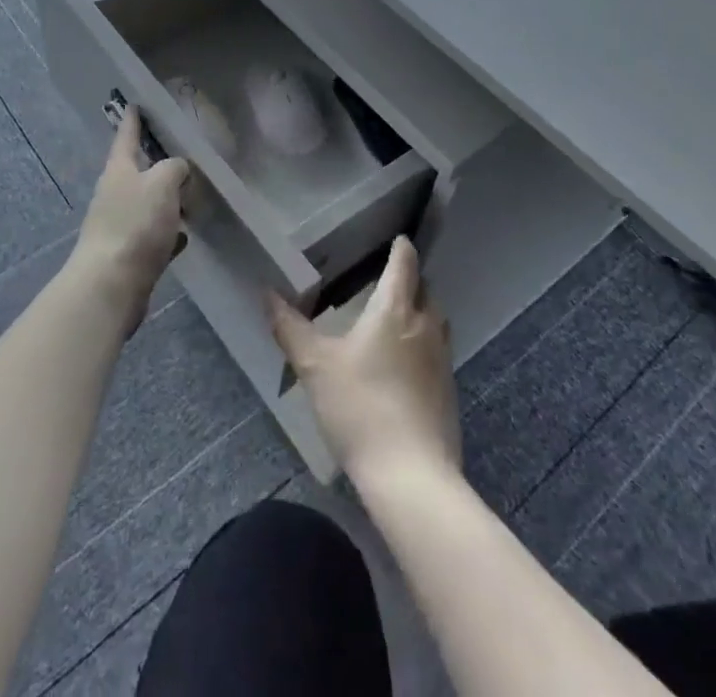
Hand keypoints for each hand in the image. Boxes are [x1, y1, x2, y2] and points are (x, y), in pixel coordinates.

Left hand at [71, 107, 188, 331]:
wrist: (110, 286)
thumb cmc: (135, 225)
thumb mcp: (162, 183)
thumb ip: (174, 168)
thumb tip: (178, 169)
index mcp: (119, 170)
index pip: (127, 136)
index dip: (132, 120)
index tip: (134, 104)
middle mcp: (115, 194)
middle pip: (137, 170)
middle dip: (156, 162)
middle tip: (180, 152)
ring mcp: (120, 225)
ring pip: (147, 204)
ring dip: (165, 199)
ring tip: (190, 194)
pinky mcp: (129, 254)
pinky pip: (153, 235)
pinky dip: (168, 232)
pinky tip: (184, 235)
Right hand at [267, 236, 459, 489]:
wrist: (410, 476)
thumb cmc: (359, 407)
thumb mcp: (314, 365)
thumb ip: (289, 326)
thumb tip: (266, 292)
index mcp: (395, 310)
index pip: (405, 265)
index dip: (401, 249)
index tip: (398, 239)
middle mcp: (425, 327)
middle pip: (425, 291)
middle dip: (411, 283)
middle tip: (387, 283)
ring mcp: (442, 361)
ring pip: (435, 323)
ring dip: (420, 314)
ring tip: (395, 322)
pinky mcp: (449, 393)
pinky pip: (438, 354)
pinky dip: (423, 348)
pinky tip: (403, 368)